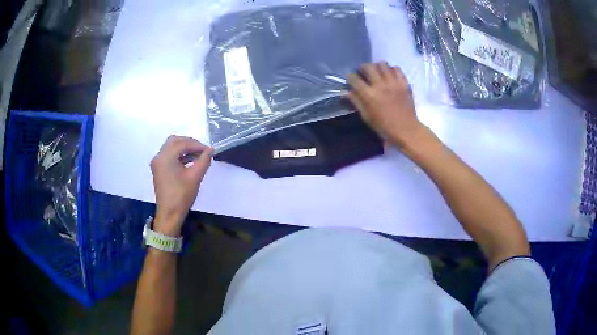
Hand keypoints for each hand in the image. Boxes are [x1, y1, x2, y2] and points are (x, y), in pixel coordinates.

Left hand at [150, 135, 212, 235]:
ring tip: (198, 156)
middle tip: (202, 150)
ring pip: (171, 147)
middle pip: (174, 141)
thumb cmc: (181, 196)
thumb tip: (210, 150)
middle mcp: (159, 157)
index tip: (209, 150)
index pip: (182, 144)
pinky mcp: (159, 169)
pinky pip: (169, 155)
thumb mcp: (195, 177)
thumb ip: (204, 160)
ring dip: (184, 148)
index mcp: (165, 157)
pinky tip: (189, 161)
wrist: (169, 214)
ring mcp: (157, 163)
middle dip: (189, 143)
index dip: (197, 145)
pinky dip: (179, 155)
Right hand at [347, 62, 425, 149]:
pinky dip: (391, 70)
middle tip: (363, 72)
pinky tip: (390, 76)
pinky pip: (396, 69)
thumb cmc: (385, 127)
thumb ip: (357, 102)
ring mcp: (394, 83)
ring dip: (377, 66)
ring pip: (382, 64)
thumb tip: (348, 92)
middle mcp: (380, 85)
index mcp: (369, 95)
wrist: (407, 130)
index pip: (354, 79)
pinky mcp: (404, 83)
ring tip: (377, 72)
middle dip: (363, 67)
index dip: (350, 76)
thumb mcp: (367, 117)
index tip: (350, 78)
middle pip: (368, 66)